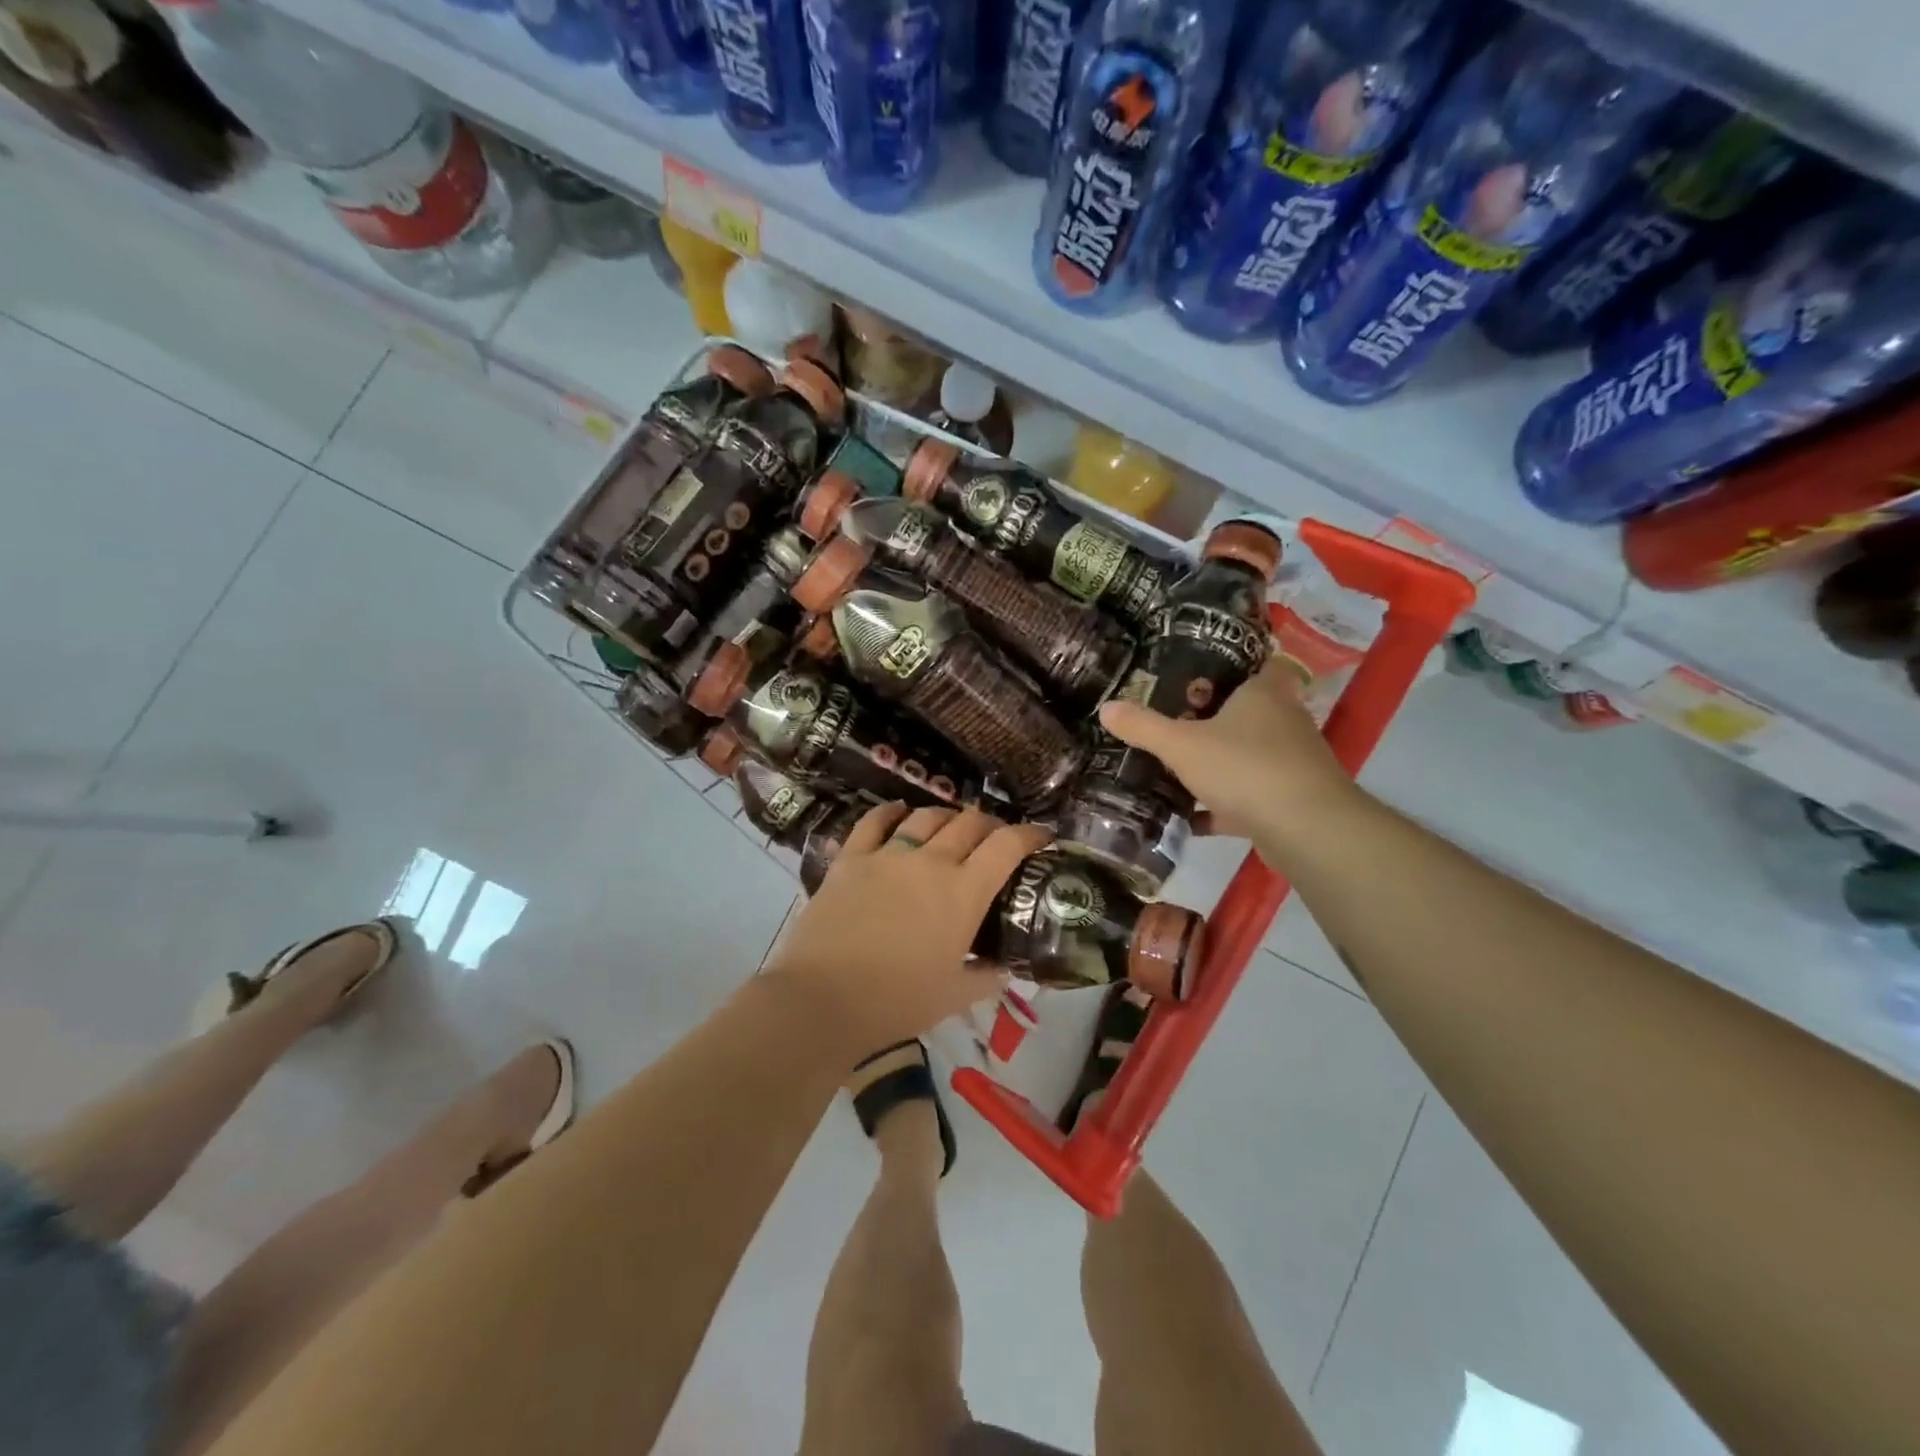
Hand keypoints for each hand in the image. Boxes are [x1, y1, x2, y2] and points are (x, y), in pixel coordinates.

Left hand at [766, 803, 1054, 1054]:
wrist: (823, 998)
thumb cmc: (897, 1002)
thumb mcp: (954, 997)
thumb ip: (986, 977)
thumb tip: (1004, 968)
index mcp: (964, 893)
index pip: (1007, 846)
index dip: (1029, 835)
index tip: (1041, 836)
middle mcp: (931, 862)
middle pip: (969, 823)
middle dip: (989, 825)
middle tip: (993, 838)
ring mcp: (888, 855)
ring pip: (926, 816)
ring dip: (946, 817)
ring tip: (950, 826)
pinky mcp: (850, 858)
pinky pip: (874, 821)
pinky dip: (891, 811)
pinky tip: (899, 811)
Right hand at [1097, 661, 1361, 862]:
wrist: (1305, 828)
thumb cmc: (1244, 767)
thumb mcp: (1181, 745)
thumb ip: (1144, 727)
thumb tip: (1106, 707)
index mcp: (1263, 693)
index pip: (1255, 665)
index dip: (1231, 667)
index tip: (1197, 676)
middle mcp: (1284, 720)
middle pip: (1247, 712)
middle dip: (1213, 719)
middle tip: (1172, 722)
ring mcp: (1290, 761)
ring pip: (1248, 755)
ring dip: (1217, 764)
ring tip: (1175, 769)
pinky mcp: (1290, 798)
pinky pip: (1249, 795)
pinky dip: (1223, 805)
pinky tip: (1190, 819)